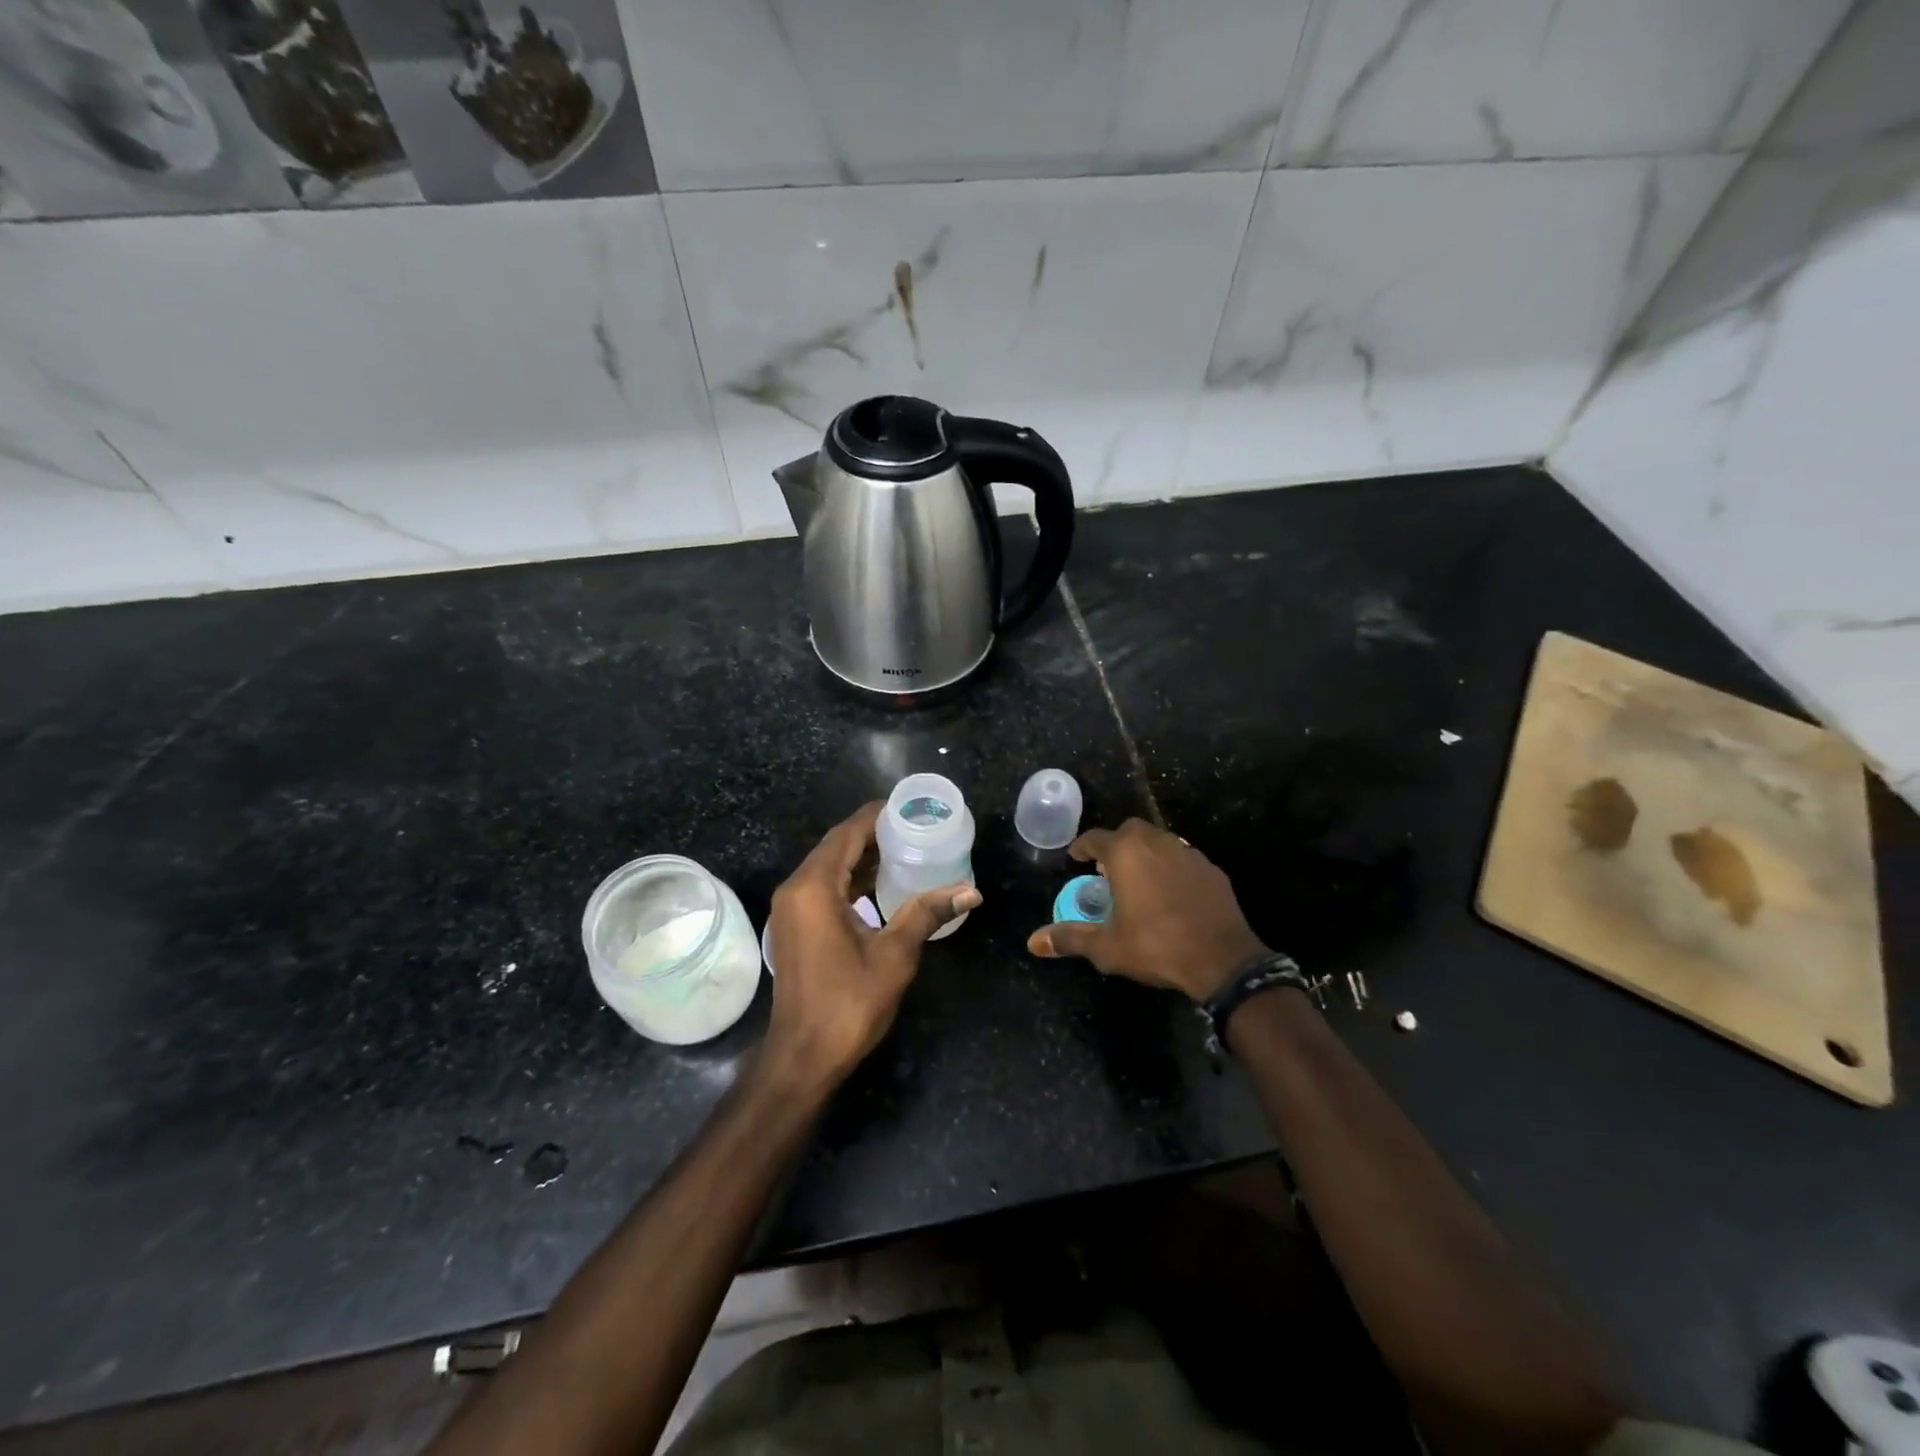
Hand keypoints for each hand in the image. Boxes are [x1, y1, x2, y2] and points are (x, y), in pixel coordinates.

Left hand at [764, 802, 981, 1088]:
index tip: (910, 807)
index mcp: (814, 888)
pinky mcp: (795, 926)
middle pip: (835, 846)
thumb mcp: (894, 955)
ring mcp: (791, 909)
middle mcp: (796, 889)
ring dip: (862, 857)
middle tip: (915, 827)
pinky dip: (850, 879)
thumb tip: (971, 892)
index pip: (846, 834)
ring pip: (829, 867)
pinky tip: (881, 885)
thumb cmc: (848, 1004)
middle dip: (873, 834)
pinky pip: (823, 887)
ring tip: (905, 849)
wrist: (803, 1057)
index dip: (877, 816)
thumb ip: (927, 914)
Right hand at [1026, 818, 1264, 1001]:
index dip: (1082, 847)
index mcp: (1126, 854)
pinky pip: (1184, 859)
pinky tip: (1171, 893)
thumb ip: (1069, 938)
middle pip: (1130, 830)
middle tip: (1108, 868)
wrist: (1222, 959)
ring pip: (1160, 840)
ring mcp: (1188, 853)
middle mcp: (1156, 843)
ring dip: (1145, 853)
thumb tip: (1032, 942)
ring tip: (1138, 879)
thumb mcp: (1106, 947)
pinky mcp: (1211, 869)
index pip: (1096, 838)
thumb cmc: (1155, 946)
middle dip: (1116, 844)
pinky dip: (1171, 867)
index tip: (1076, 858)